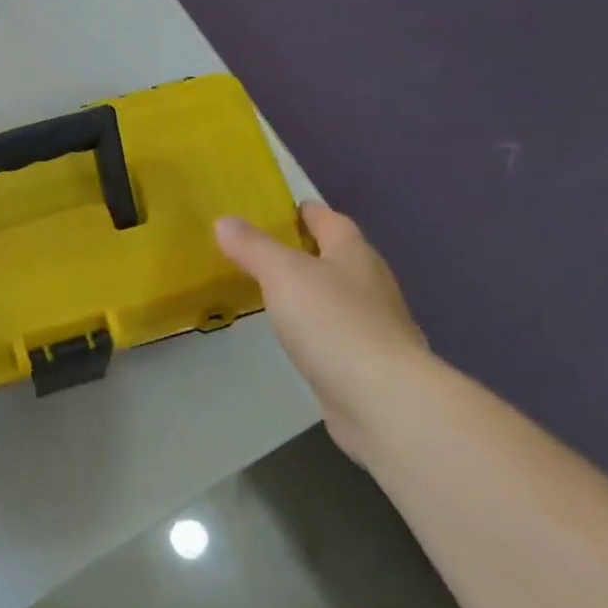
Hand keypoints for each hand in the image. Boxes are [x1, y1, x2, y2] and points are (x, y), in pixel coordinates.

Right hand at [216, 203, 426, 462]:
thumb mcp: (283, 274)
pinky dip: (320, 328)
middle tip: (273, 249)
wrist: (382, 399)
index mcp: (354, 255)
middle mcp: (371, 285)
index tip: (287, 207)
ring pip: (342, 297)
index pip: (333, 222)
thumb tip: (225, 220)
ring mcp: (376, 327)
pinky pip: (339, 333)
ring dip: (316, 291)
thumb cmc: (332, 322)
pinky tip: (300, 337)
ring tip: (280, 291)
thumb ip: (254, 247)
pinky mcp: (370, 364)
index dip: (310, 212)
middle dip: (313, 250)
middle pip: (341, 257)